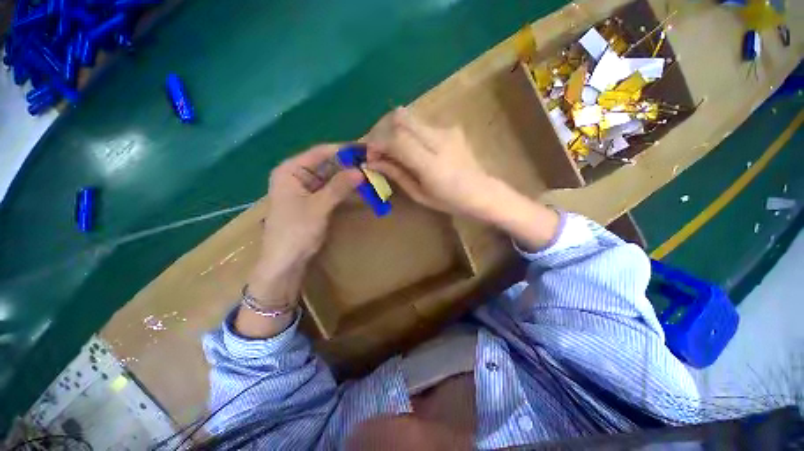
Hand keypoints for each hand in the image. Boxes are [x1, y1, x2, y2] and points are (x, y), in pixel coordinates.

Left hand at [249, 144, 363, 302]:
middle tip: (371, 164)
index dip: (343, 150)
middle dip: (348, 165)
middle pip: (326, 164)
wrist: (285, 261)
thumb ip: (339, 186)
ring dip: (348, 177)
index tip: (365, 150)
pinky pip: (331, 189)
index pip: (320, 152)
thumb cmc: (296, 231)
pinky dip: (344, 189)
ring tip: (369, 174)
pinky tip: (359, 188)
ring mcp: (306, 189)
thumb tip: (361, 170)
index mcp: (290, 170)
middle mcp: (297, 175)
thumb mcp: (319, 206)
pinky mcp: (314, 201)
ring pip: (331, 177)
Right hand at [364, 107, 560, 251]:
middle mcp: (439, 139)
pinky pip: (420, 123)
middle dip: (380, 128)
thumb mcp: (419, 194)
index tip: (370, 155)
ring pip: (409, 116)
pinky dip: (407, 132)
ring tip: (390, 148)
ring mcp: (446, 130)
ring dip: (393, 129)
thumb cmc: (450, 201)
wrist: (482, 191)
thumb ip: (396, 174)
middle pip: (400, 117)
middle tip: (376, 147)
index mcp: (432, 164)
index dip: (377, 143)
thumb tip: (372, 162)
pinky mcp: (450, 127)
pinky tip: (409, 147)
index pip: (396, 139)